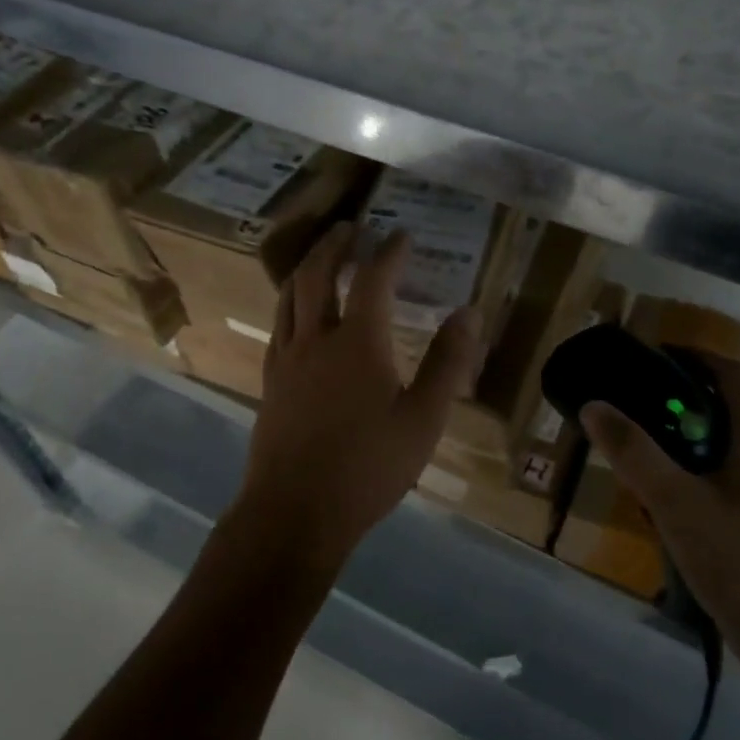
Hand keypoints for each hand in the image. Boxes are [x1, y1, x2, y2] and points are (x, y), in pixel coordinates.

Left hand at [231, 221, 485, 575]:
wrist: (295, 512)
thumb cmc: (368, 467)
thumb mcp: (423, 419)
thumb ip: (447, 363)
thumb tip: (469, 313)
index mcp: (358, 342)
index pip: (373, 279)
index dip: (389, 252)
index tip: (402, 234)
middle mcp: (316, 338)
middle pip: (318, 274)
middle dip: (335, 245)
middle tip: (351, 227)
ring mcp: (287, 358)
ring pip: (289, 295)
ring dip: (307, 266)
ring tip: (321, 255)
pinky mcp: (270, 381)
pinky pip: (278, 324)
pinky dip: (290, 301)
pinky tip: (296, 313)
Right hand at [580, 355, 739, 672]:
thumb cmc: (737, 561)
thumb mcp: (675, 502)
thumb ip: (634, 451)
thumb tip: (594, 404)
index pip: (728, 373)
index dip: (690, 355)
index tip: (647, 357)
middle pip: (723, 405)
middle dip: (676, 397)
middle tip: (630, 403)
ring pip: (720, 443)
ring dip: (681, 435)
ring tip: (638, 446)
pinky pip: (721, 474)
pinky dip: (690, 468)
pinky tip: (663, 496)